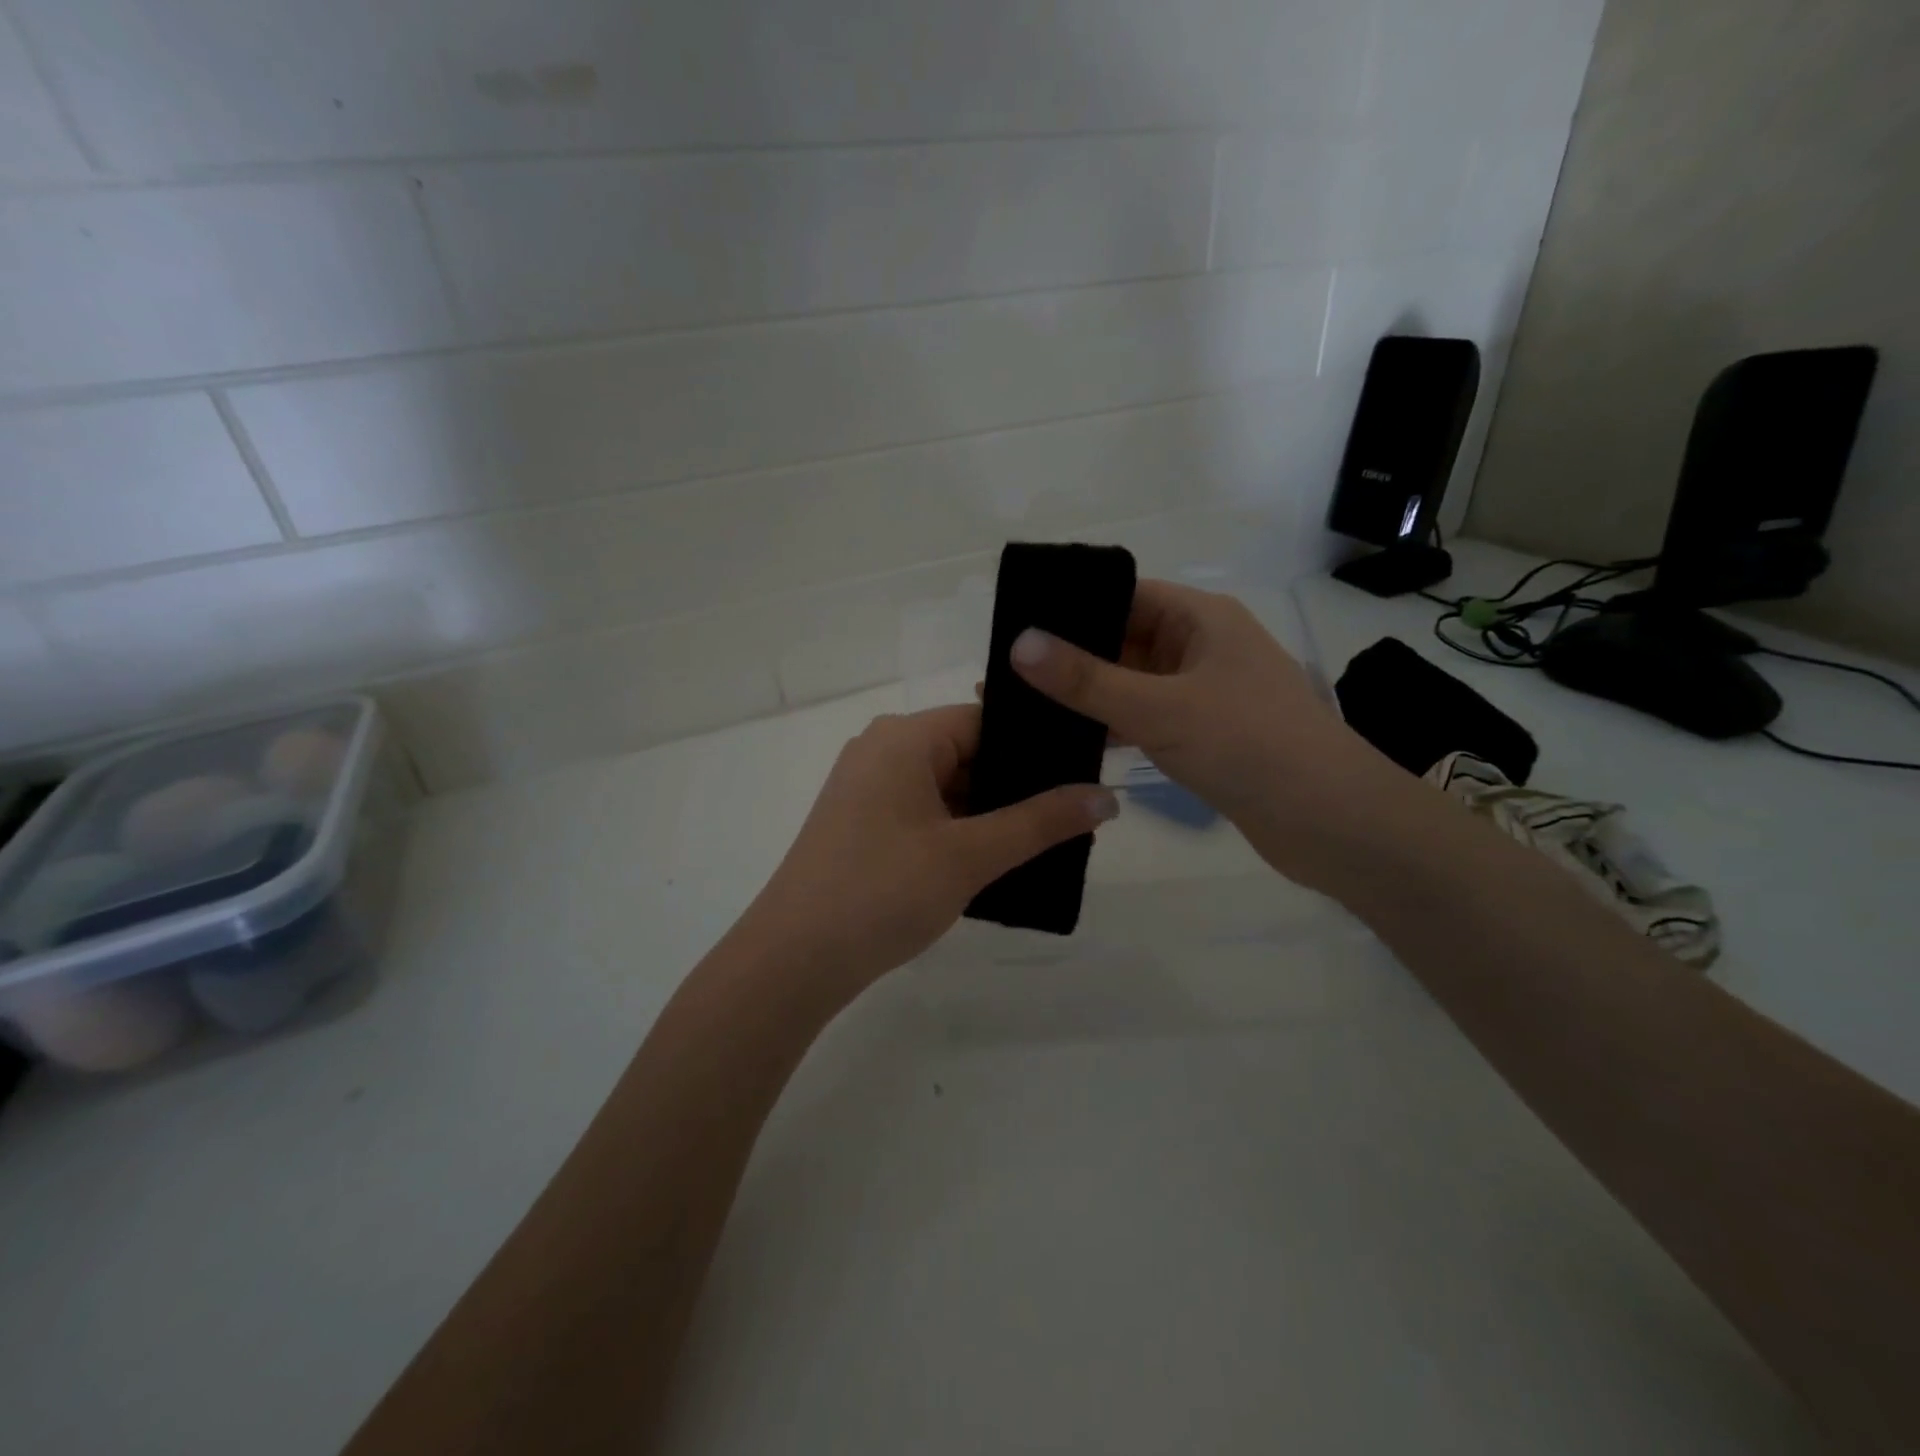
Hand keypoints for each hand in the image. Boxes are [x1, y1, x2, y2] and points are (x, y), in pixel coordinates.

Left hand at [736, 705, 1117, 1007]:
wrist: (793, 960)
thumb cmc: (882, 891)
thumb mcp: (970, 855)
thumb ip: (1041, 822)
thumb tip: (1107, 795)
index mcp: (903, 737)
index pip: (986, 720)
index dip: (1036, 747)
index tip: (1084, 772)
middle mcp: (881, 750)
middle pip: (968, 752)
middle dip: (1018, 785)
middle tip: (1076, 813)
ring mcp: (867, 788)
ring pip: (948, 786)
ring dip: (990, 812)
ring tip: (1049, 838)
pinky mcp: (862, 824)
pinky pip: (924, 811)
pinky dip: (960, 829)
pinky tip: (999, 857)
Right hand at [1008, 579, 1395, 884]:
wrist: (1330, 821)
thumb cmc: (1248, 745)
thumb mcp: (1159, 708)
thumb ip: (1086, 679)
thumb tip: (1018, 643)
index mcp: (1201, 619)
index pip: (1125, 594)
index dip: (1072, 605)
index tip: (1016, 624)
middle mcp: (1202, 647)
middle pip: (1125, 639)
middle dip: (1071, 655)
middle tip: (1006, 671)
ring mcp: (1204, 693)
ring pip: (1133, 682)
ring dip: (1088, 694)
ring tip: (1024, 705)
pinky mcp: (1204, 734)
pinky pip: (1146, 717)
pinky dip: (1112, 725)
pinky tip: (1068, 739)